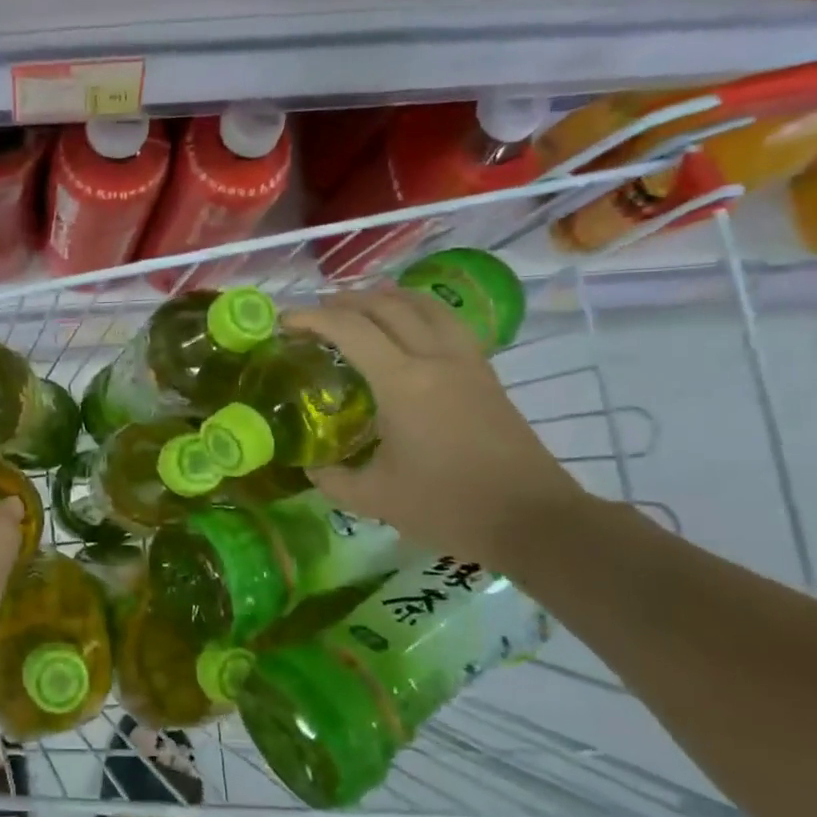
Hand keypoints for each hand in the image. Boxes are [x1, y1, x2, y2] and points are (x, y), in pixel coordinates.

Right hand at [288, 288, 587, 568]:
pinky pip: (446, 322)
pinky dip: (417, 310)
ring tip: (358, 306)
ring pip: (423, 304)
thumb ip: (333, 479)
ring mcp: (466, 361)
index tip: (284, 322)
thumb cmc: (448, 506)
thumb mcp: (374, 499)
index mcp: (402, 383)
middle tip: (314, 313)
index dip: (312, 318)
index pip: (350, 329)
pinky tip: (407, 328)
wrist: (532, 519)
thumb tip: (310, 467)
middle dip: (344, 301)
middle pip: (386, 305)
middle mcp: (435, 358)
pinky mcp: (485, 373)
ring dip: (385, 297)